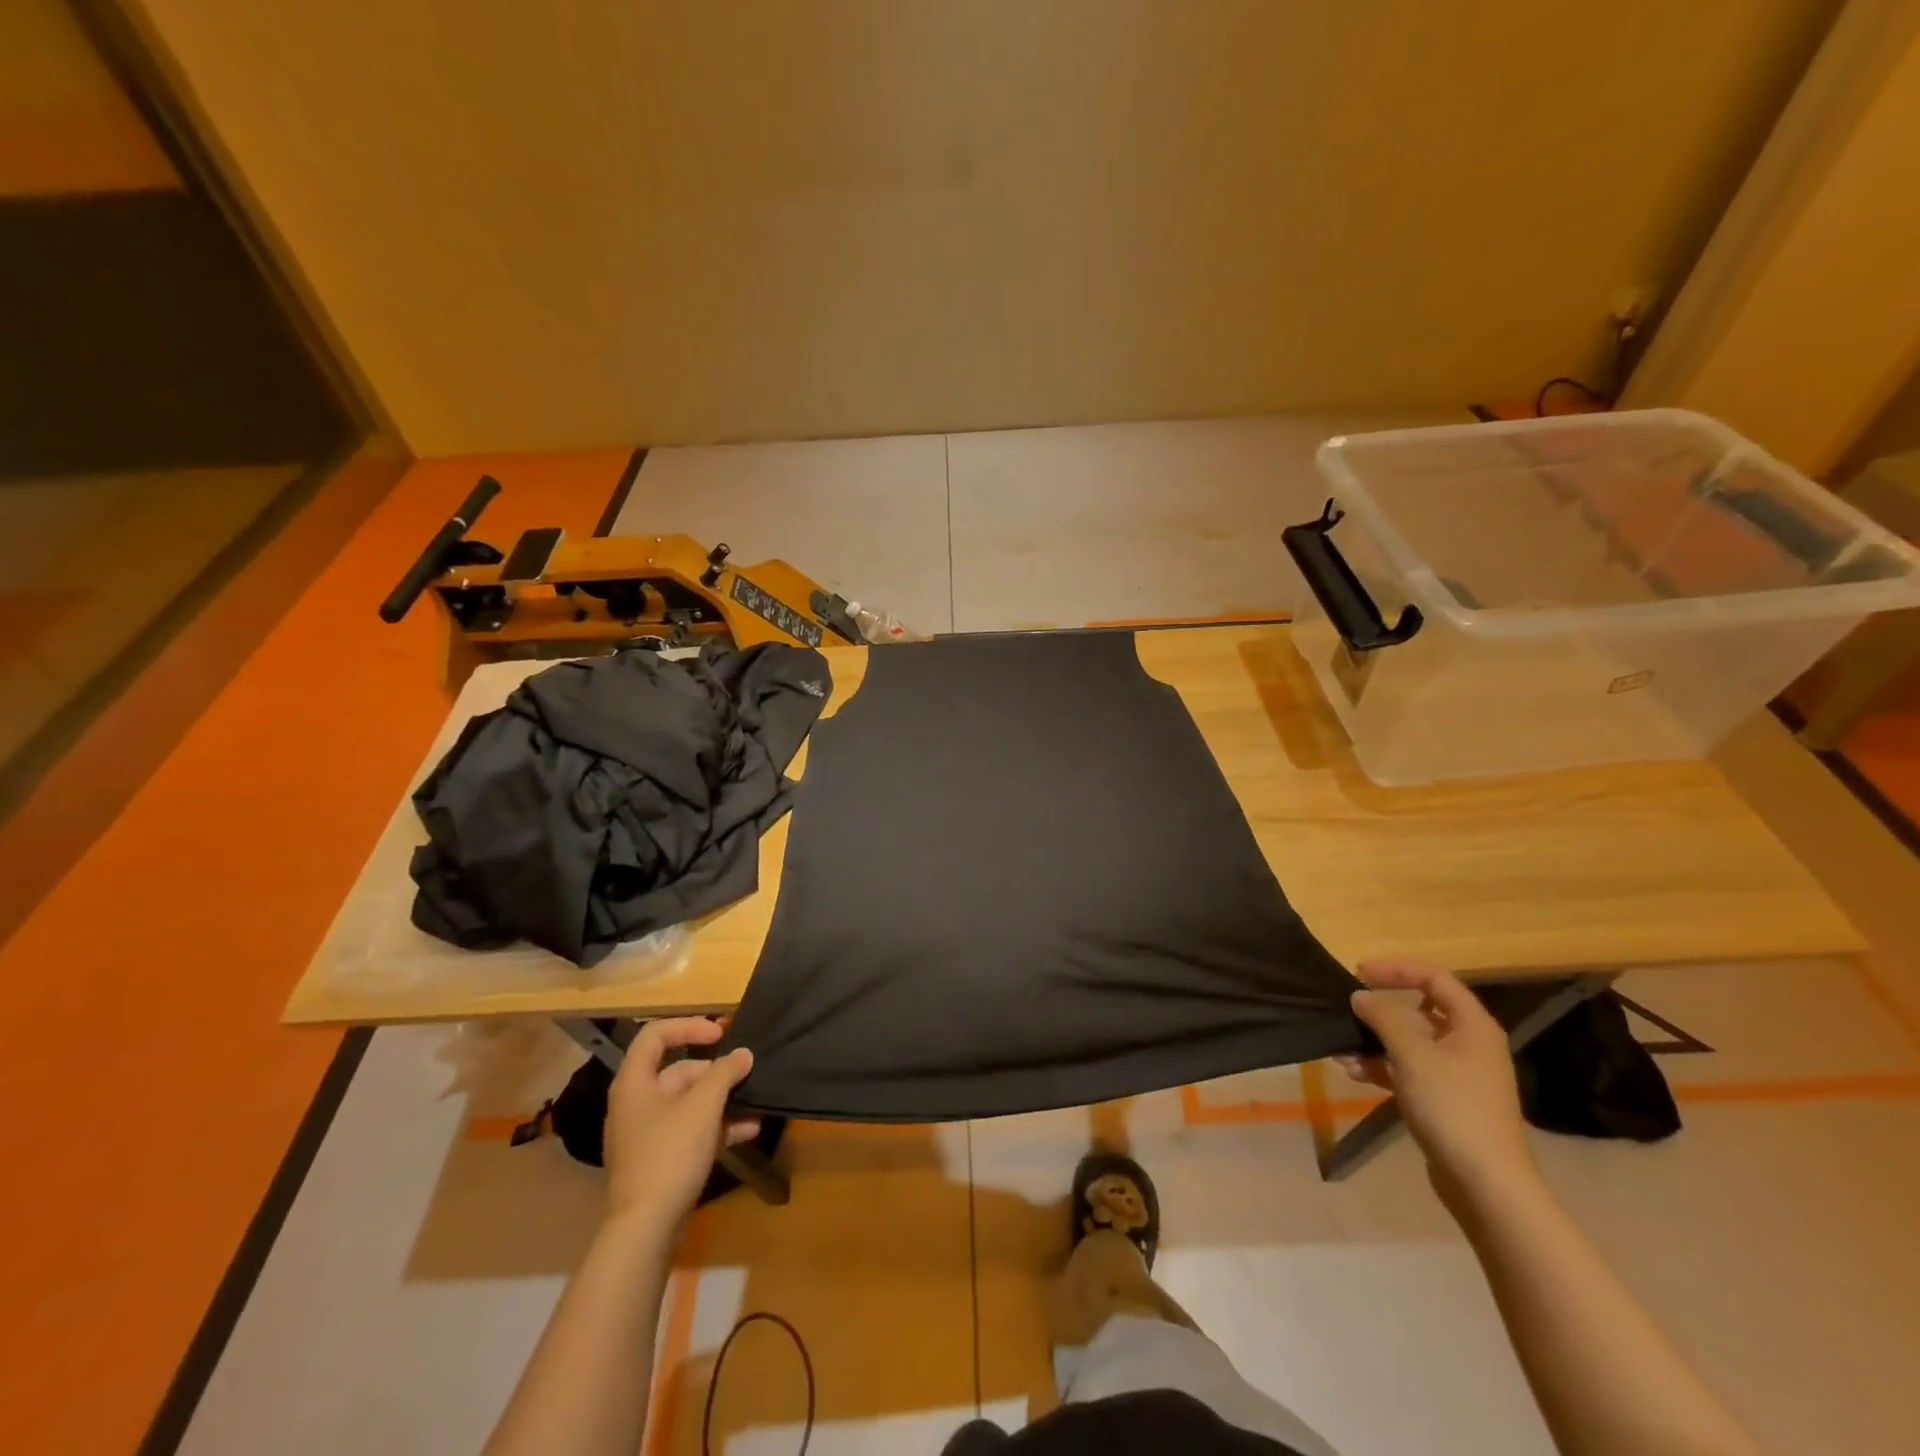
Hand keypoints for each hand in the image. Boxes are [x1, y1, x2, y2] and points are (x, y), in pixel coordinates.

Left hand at [604, 1019, 758, 1233]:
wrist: (645, 1229)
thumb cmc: (670, 1153)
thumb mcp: (703, 1105)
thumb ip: (725, 1072)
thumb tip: (743, 1054)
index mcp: (635, 1082)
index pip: (656, 1034)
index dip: (690, 1026)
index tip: (721, 1034)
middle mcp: (636, 1102)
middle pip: (678, 1070)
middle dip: (715, 1071)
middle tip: (744, 1073)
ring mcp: (646, 1134)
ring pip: (688, 1102)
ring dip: (721, 1099)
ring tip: (753, 1100)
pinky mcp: (659, 1160)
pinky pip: (690, 1130)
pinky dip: (716, 1126)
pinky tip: (748, 1130)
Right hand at [1338, 960, 1535, 1201]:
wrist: (1485, 1182)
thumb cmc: (1452, 1105)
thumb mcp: (1412, 1054)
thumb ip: (1383, 1018)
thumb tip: (1360, 996)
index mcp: (1472, 1025)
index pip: (1434, 978)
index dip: (1396, 970)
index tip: (1360, 973)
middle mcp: (1469, 1044)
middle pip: (1420, 1011)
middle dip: (1380, 1011)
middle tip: (1349, 1008)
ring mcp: (1458, 1074)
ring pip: (1410, 1043)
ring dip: (1375, 1043)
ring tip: (1342, 1049)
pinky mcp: (1446, 1100)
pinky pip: (1409, 1070)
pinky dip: (1382, 1067)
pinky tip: (1352, 1073)